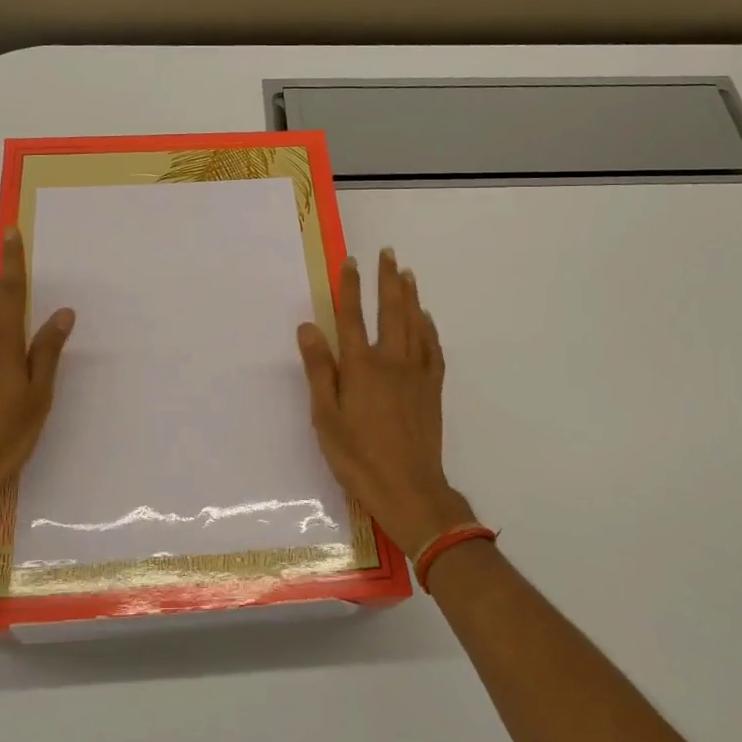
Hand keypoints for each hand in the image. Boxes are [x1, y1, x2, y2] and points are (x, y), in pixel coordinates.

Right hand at [296, 248, 473, 559]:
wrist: (408, 488)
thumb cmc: (357, 456)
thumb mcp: (325, 416)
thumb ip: (318, 369)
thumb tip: (307, 327)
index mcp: (360, 366)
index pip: (352, 316)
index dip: (351, 287)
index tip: (351, 261)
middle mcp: (391, 361)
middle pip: (390, 311)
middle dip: (387, 280)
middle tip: (388, 253)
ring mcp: (417, 373)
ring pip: (414, 324)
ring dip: (410, 296)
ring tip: (408, 273)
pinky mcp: (433, 389)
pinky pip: (434, 349)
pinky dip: (429, 329)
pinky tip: (426, 319)